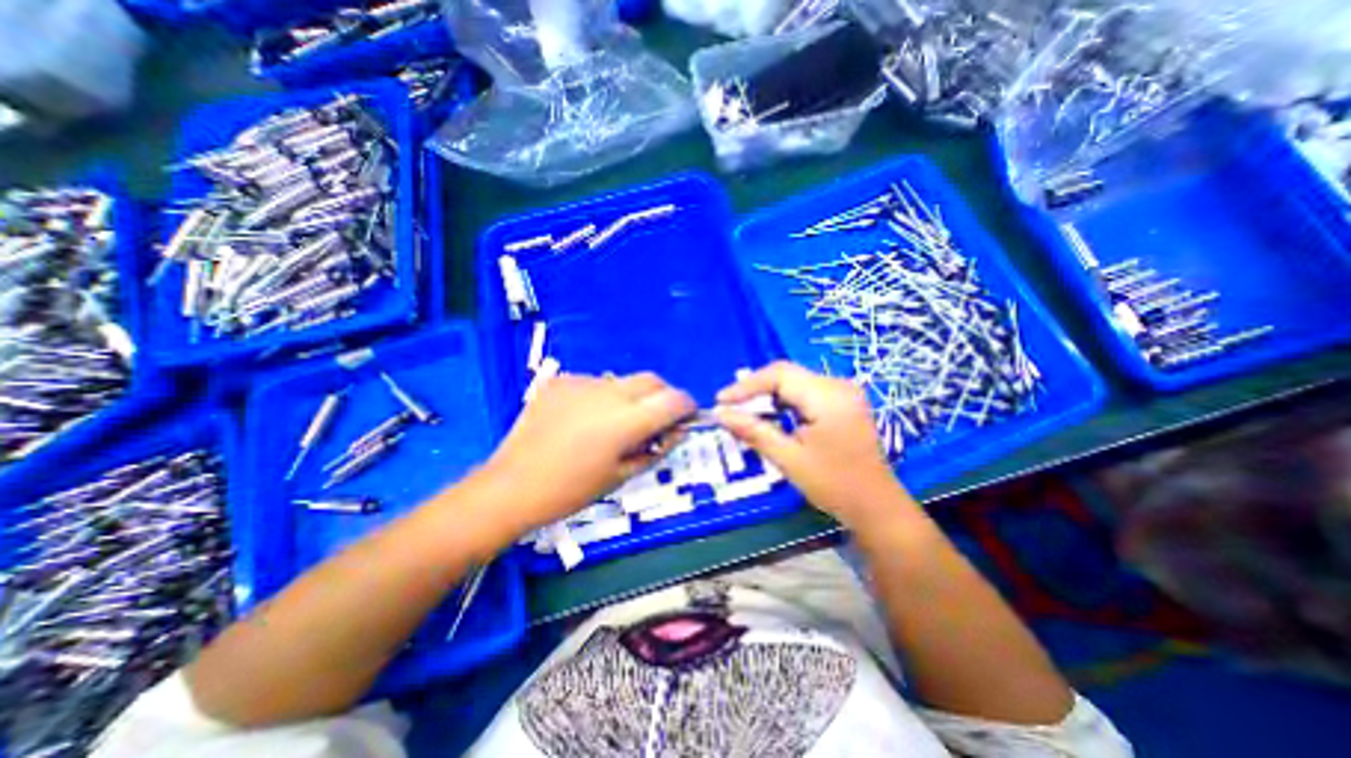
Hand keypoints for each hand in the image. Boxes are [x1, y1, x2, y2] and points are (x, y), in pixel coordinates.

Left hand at [477, 372, 688, 531]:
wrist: (511, 486)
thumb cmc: (571, 491)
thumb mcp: (622, 476)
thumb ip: (657, 449)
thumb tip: (678, 431)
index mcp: (626, 421)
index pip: (674, 400)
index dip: (686, 407)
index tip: (685, 418)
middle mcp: (608, 393)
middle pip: (652, 381)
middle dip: (662, 397)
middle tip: (654, 421)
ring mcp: (582, 383)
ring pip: (623, 381)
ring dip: (631, 397)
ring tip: (613, 423)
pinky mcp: (561, 381)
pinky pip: (594, 383)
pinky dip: (601, 397)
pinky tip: (584, 419)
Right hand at [718, 360, 918, 530]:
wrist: (877, 506)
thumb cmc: (834, 485)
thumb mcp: (789, 459)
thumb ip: (754, 431)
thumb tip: (720, 414)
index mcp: (828, 396)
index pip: (779, 374)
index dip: (746, 385)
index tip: (721, 401)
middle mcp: (839, 385)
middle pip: (787, 374)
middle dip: (756, 389)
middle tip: (730, 407)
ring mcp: (844, 392)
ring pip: (795, 382)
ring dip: (769, 395)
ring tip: (745, 411)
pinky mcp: (844, 401)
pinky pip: (807, 391)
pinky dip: (785, 401)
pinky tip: (772, 416)